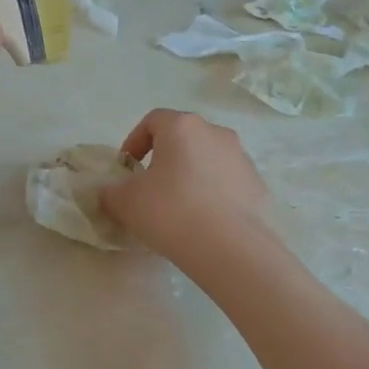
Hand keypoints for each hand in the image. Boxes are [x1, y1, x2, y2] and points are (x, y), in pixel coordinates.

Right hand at [102, 109, 276, 273]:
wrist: (232, 248)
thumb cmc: (171, 212)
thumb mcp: (126, 203)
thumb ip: (111, 192)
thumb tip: (112, 192)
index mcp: (182, 126)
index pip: (153, 120)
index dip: (135, 141)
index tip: (127, 169)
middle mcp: (216, 132)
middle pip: (183, 138)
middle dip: (165, 159)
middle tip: (151, 188)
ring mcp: (241, 158)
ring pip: (207, 160)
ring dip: (191, 176)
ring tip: (179, 209)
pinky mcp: (257, 185)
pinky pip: (227, 183)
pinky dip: (213, 195)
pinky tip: (204, 222)